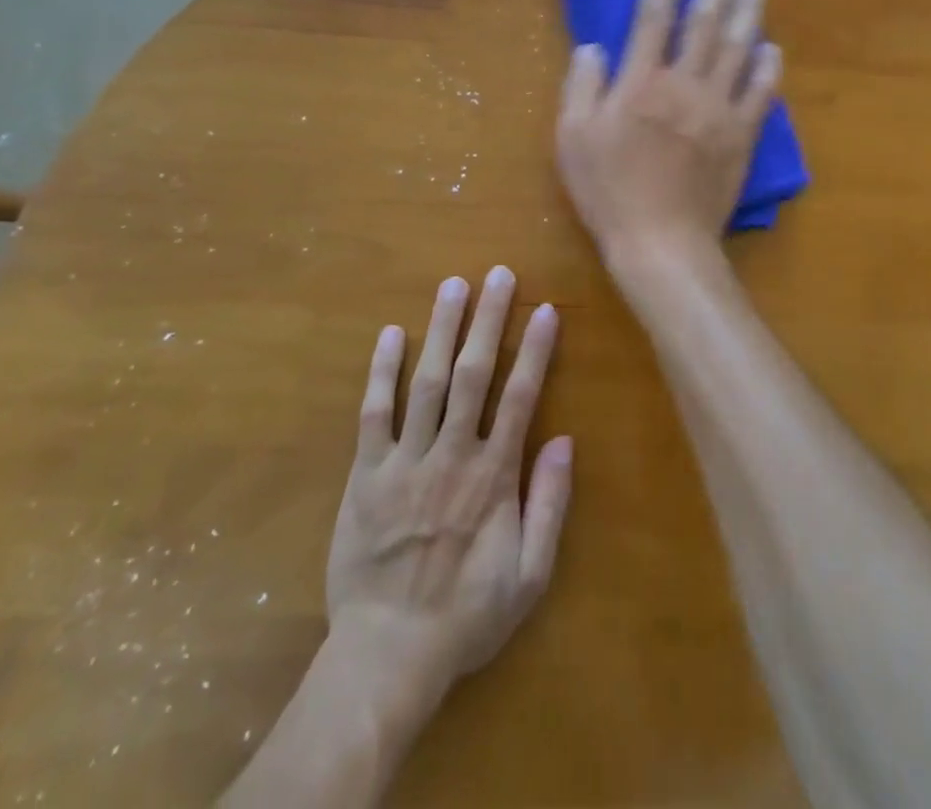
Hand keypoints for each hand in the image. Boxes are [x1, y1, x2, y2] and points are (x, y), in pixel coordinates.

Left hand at [324, 267, 572, 699]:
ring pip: (426, 382)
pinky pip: (373, 414)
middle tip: (498, 275)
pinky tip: (391, 334)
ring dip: (441, 330)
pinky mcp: (366, 475)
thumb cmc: (467, 614)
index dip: (534, 350)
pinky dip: (381, 372)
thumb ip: (549, 505)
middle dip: (488, 320)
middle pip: (473, 374)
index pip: (520, 397)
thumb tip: (565, 441)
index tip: (545, 310)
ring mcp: (405, 461)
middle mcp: (451, 455)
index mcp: (493, 476)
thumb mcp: (530, 575)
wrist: (388, 654)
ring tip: (453, 285)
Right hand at [557, 0, 780, 259]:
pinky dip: (768, 68)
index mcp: (641, 84)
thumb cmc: (608, 190)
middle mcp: (685, 85)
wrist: (660, 242)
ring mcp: (719, 110)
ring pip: (738, 49)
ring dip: (747, 12)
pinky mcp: (742, 136)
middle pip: (705, 23)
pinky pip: (761, 93)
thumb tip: (594, 47)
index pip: (652, 20)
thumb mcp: (572, 138)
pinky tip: (772, 47)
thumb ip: (581, 86)